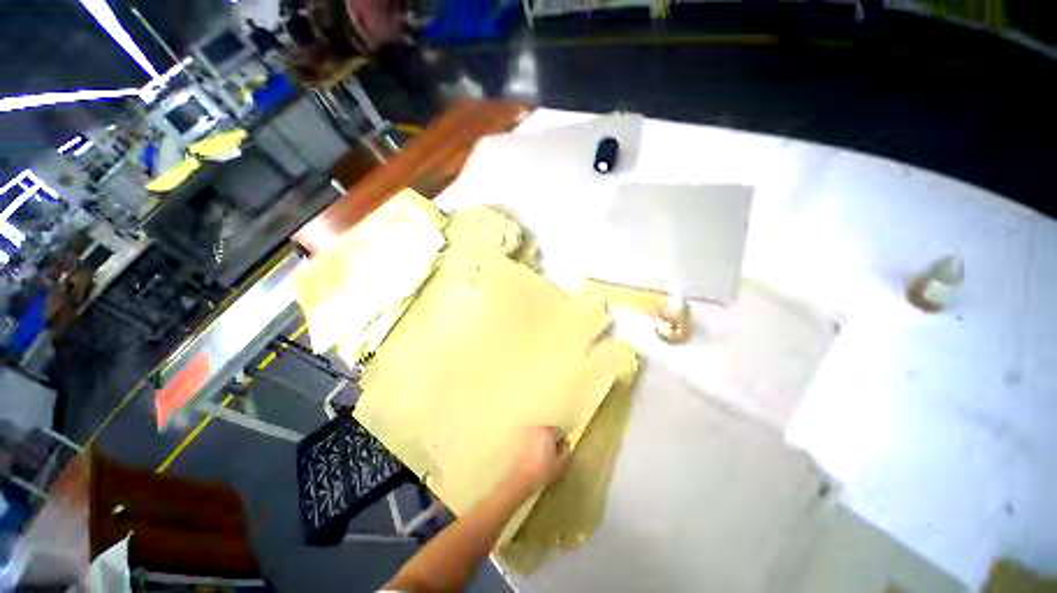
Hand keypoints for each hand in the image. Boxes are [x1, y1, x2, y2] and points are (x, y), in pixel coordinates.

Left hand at [509, 426, 570, 491]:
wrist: (521, 479)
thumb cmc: (542, 471)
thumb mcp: (560, 464)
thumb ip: (567, 451)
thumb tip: (567, 444)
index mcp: (548, 431)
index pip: (559, 430)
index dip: (561, 441)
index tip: (560, 452)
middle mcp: (537, 428)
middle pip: (549, 430)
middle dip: (552, 440)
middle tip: (551, 455)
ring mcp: (527, 432)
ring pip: (539, 434)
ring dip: (542, 441)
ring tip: (542, 456)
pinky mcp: (520, 439)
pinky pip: (531, 438)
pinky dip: (534, 444)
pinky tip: (533, 456)